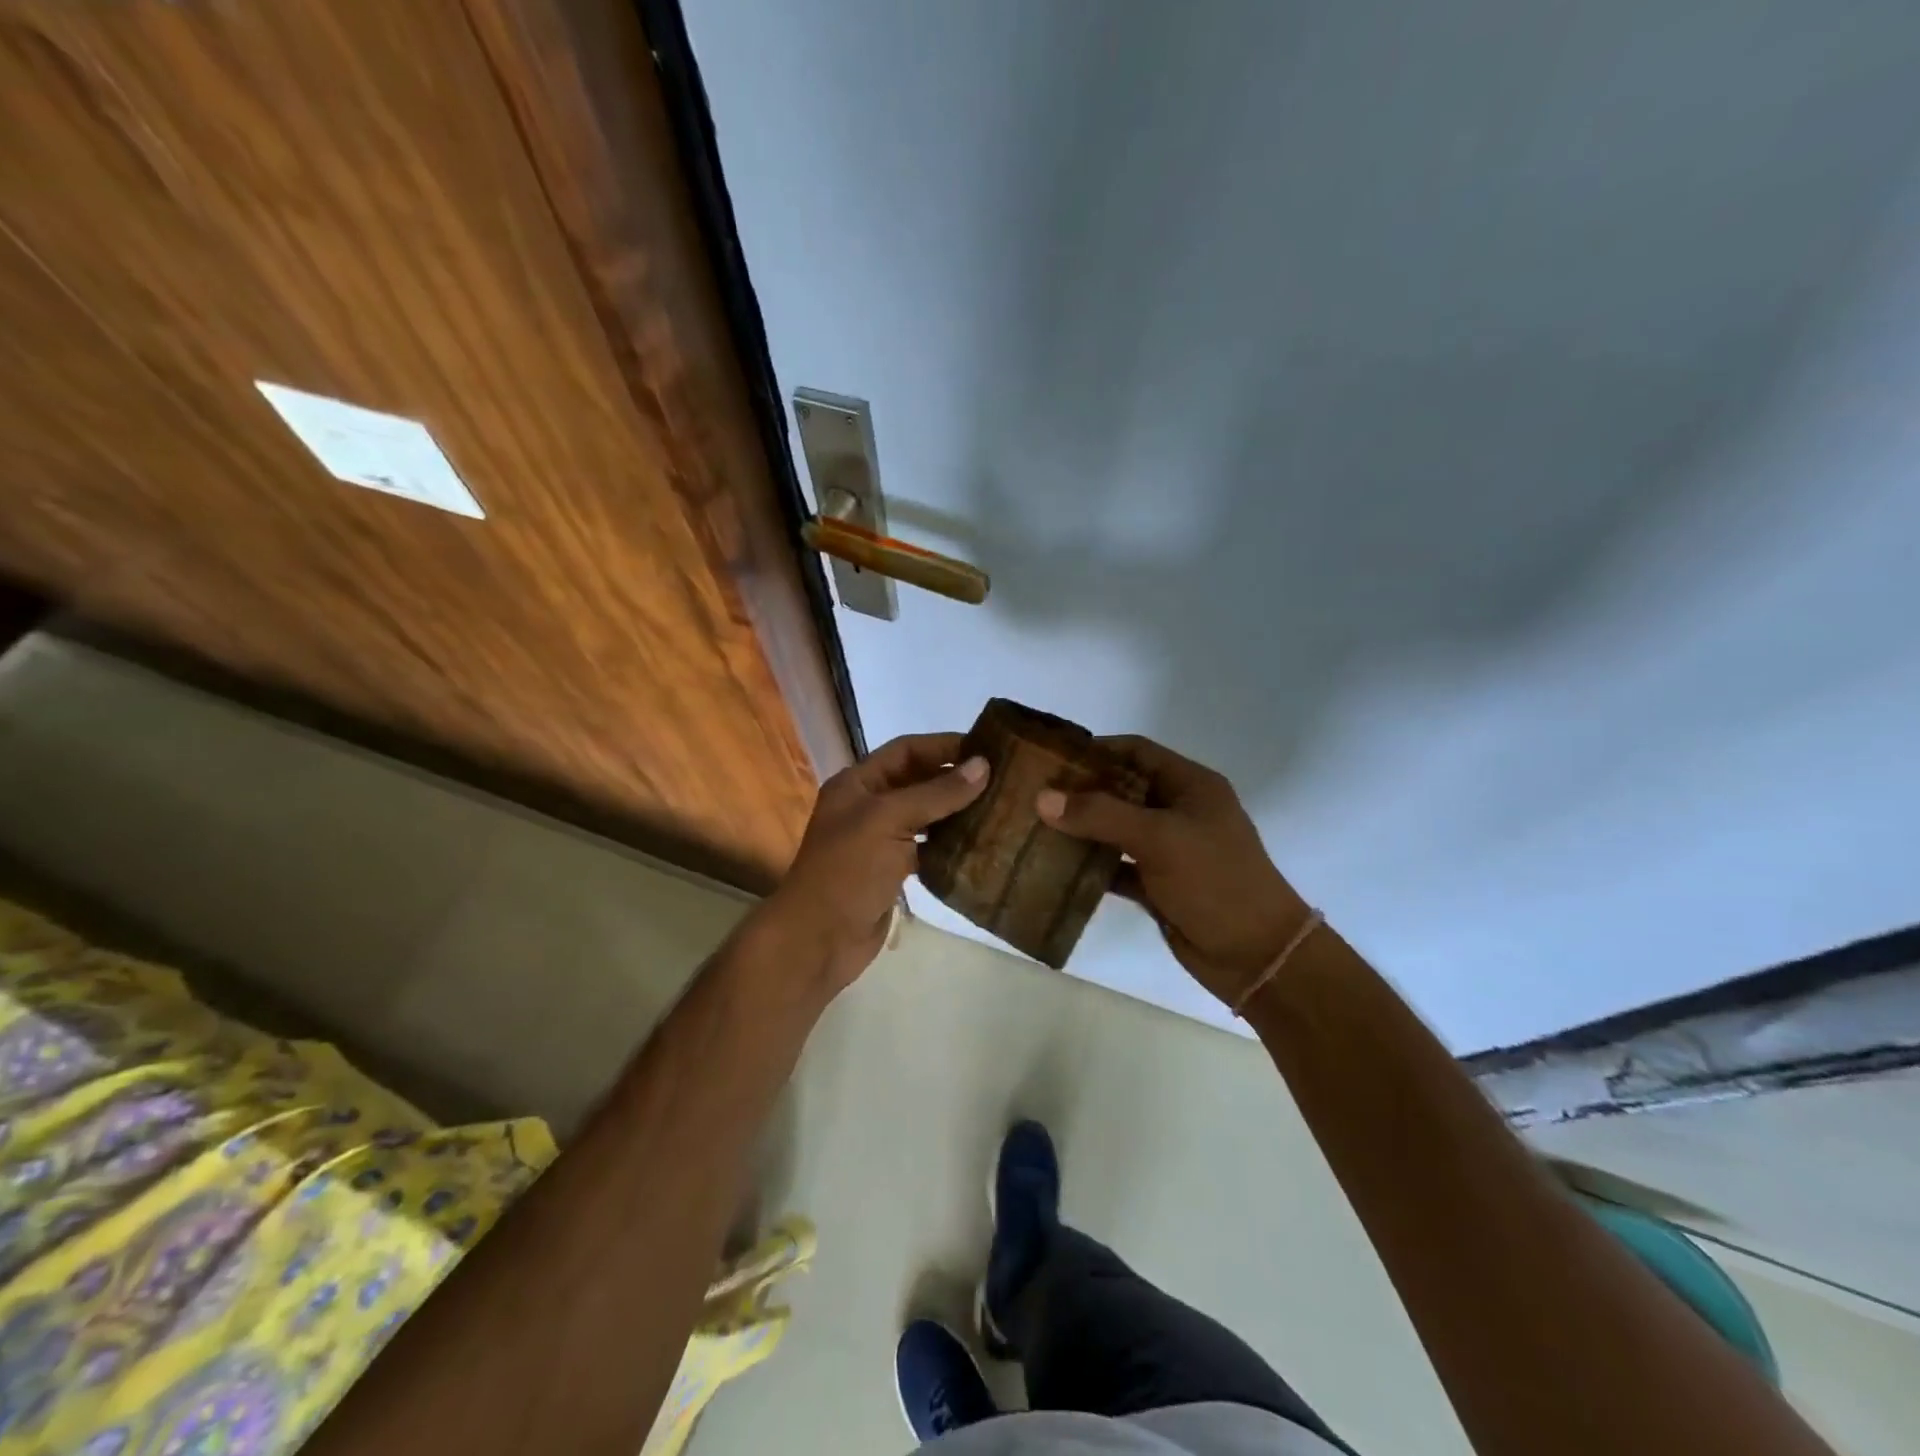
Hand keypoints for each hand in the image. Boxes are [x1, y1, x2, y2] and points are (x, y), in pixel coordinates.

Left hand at [757, 733, 987, 997]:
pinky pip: (926, 846)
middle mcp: (868, 805)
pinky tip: (978, 842)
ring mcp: (879, 839)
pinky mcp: (892, 869)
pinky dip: (949, 842)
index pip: (906, 750)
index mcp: (858, 783)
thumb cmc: (848, 870)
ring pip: (924, 814)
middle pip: (917, 780)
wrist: (819, 940)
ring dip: (955, 810)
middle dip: (954, 777)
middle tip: (1001, 779)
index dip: (944, 746)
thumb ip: (936, 793)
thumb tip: (983, 765)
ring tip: (997, 807)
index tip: (986, 749)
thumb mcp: (889, 820)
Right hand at [1037, 735, 1310, 1006]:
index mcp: (1190, 785)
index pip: (1136, 751)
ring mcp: (1168, 849)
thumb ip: (1101, 815)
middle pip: (1121, 789)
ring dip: (1081, 829)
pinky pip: (1116, 866)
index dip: (1096, 750)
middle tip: (1033, 793)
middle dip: (1080, 791)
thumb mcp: (1160, 838)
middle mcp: (1178, 811)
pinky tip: (1056, 867)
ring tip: (1035, 826)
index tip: (1051, 757)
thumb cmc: (1215, 881)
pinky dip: (1090, 866)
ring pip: (1115, 829)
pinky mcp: (1157, 884)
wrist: (1256, 956)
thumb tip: (1042, 798)